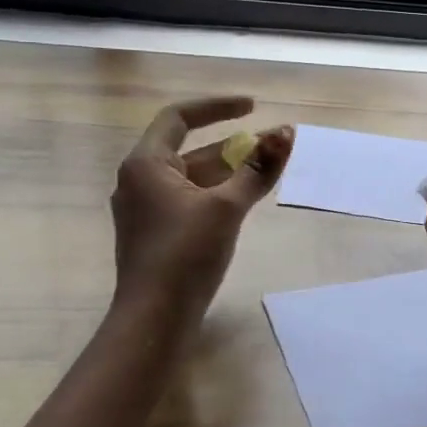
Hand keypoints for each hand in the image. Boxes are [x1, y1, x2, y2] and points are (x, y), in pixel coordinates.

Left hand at [111, 96, 294, 327]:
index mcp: (145, 164)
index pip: (179, 117)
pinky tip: (244, 201)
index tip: (253, 107)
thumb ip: (257, 169)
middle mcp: (139, 180)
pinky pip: (189, 200)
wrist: (154, 320)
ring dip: (228, 170)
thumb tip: (287, 134)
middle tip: (273, 145)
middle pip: (190, 149)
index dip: (217, 107)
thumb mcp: (226, 207)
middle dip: (233, 145)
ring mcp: (146, 209)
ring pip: (192, 177)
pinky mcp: (156, 234)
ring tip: (267, 170)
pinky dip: (217, 194)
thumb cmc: (185, 255)